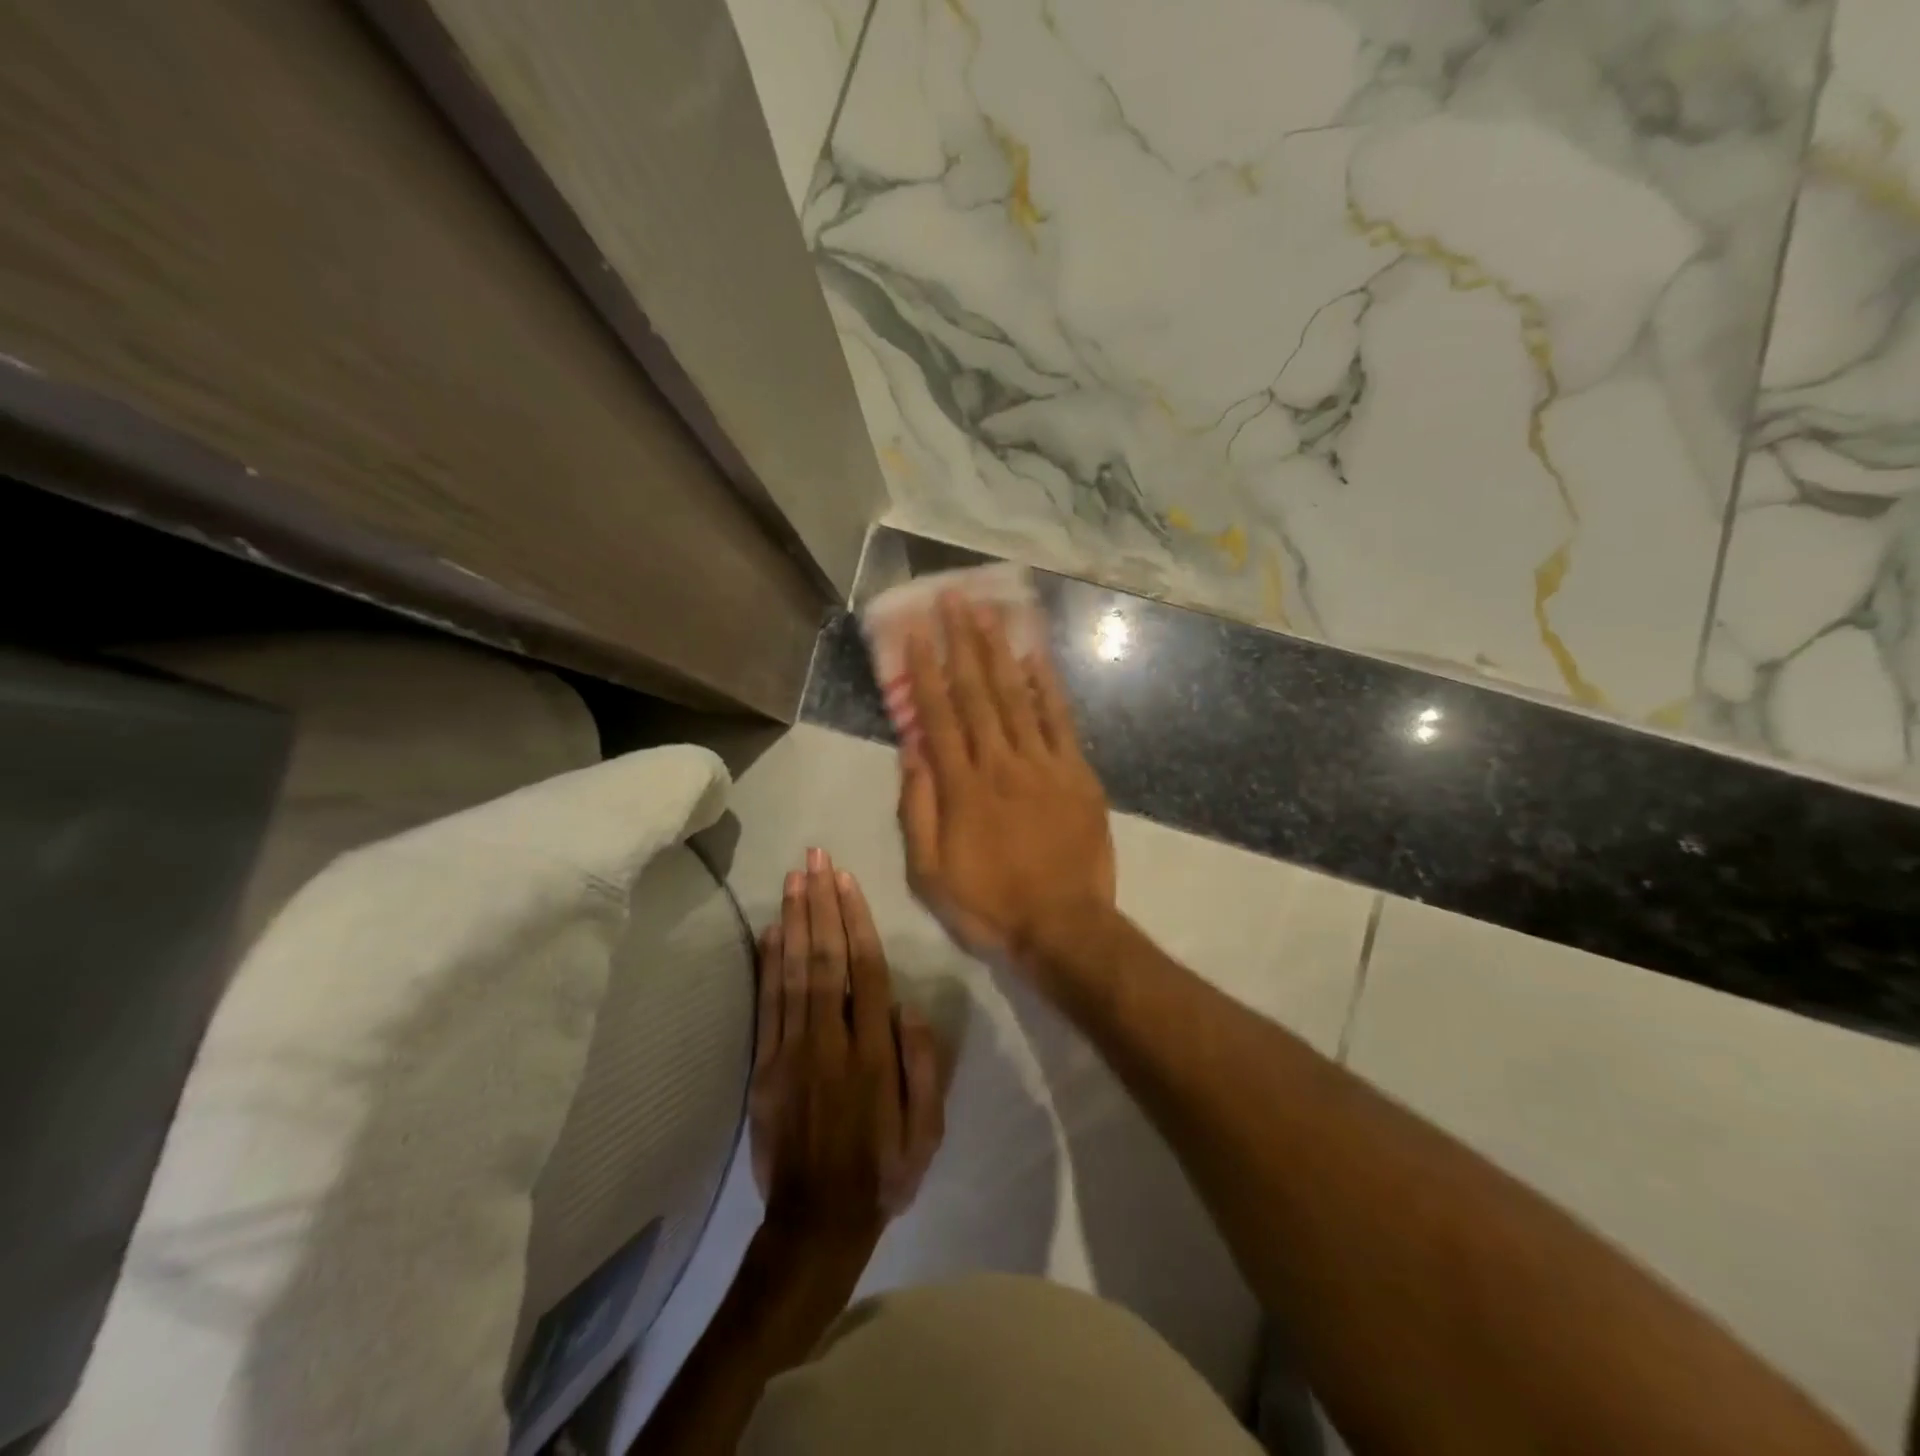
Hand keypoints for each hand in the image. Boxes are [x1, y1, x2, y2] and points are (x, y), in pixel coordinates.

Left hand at [748, 851, 944, 1252]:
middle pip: (824, 958)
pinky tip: (770, 931)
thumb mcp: (926, 1132)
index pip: (864, 971)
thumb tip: (912, 1007)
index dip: (854, 920)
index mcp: (871, 1054)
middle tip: (814, 858)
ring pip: (792, 973)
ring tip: (794, 878)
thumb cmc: (882, 1172)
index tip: (846, 880)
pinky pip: (766, 1005)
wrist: (815, 1225)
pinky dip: (767, 964)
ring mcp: (790, 1052)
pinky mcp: (763, 1067)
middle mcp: (829, 1041)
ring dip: (793, 921)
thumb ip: (923, 1067)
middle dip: (820, 903)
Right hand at [898, 593, 1116, 977]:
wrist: (1063, 927)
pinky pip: (1060, 721)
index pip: (937, 714)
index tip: (915, 630)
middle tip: (952, 598)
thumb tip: (910, 750)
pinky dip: (1048, 686)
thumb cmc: (989, 904)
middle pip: (977, 692)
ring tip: (987, 610)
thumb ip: (917, 808)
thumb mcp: (929, 872)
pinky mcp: (1076, 774)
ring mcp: (1042, 765)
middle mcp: (999, 763)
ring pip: (1017, 696)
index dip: (925, 668)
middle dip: (962, 642)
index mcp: (960, 787)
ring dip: (1000, 650)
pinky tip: (1036, 656)